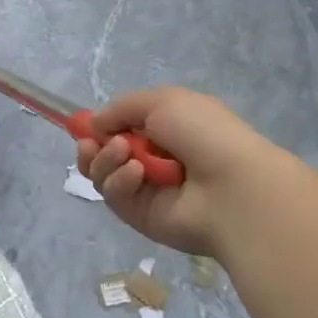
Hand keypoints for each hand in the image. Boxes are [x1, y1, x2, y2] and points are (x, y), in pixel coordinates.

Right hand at [77, 87, 286, 258]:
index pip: (121, 129)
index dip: (101, 127)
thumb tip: (95, 124)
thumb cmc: (204, 134)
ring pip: (103, 174)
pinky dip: (120, 181)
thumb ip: (122, 107)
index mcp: (165, 130)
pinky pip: (114, 196)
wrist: (232, 186)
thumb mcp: (163, 101)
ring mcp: (146, 190)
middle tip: (92, 143)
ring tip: (124, 153)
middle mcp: (153, 160)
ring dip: (106, 160)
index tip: (85, 126)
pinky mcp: (140, 216)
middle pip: (104, 154)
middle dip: (93, 146)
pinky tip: (137, 175)